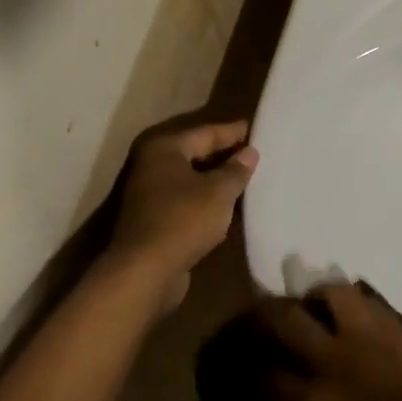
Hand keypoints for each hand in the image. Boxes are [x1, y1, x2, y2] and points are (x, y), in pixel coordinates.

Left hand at [109, 121, 258, 304]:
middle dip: (225, 154)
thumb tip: (249, 153)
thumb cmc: (183, 220)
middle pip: (195, 153)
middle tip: (255, 152)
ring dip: (216, 179)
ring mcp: (149, 194)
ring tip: (247, 178)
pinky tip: (228, 205)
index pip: (206, 132)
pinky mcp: (153, 219)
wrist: (144, 272)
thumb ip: (236, 170)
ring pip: (191, 178)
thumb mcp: (219, 192)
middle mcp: (152, 165)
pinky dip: (206, 199)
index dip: (233, 132)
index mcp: (165, 149)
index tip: (256, 128)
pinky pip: (187, 200)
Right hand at [259, 283, 401, 400]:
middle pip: (285, 317)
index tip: (249, 365)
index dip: (251, 367)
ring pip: (333, 292)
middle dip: (264, 316)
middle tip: (263, 322)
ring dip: (316, 298)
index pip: (266, 370)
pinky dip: (354, 307)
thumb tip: (302, 400)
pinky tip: (352, 323)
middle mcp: (336, 360)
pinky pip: (370, 303)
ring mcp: (372, 339)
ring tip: (314, 310)